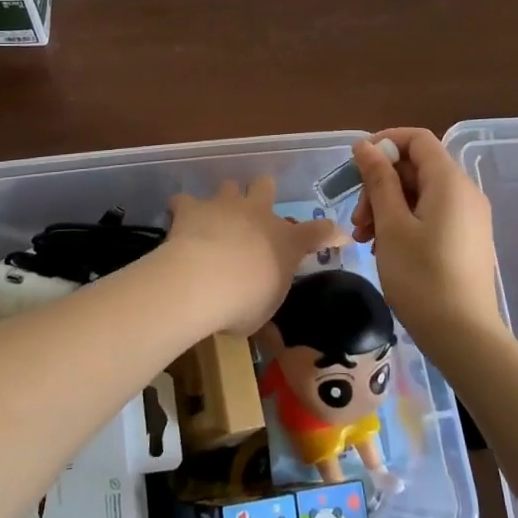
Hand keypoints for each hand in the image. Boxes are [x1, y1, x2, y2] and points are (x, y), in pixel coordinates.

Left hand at [165, 177, 346, 336]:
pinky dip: (182, 210)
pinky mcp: (192, 207)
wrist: (201, 281)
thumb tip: (271, 333)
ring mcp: (225, 205)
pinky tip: (178, 222)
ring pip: (229, 185)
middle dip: (262, 193)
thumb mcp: (262, 314)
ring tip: (215, 218)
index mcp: (286, 241)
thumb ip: (266, 305)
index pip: (320, 232)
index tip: (339, 236)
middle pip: (266, 185)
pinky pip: (184, 200)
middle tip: (254, 212)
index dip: (332, 233)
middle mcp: (258, 214)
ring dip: (224, 199)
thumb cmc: (242, 303)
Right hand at [353, 129, 502, 350]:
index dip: (385, 143)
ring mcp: (468, 217)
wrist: (465, 338)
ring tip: (363, 238)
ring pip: (420, 193)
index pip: (417, 139)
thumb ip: (378, 180)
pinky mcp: (466, 239)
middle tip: (357, 218)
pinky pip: (431, 214)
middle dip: (380, 184)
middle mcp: (464, 192)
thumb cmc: (422, 277)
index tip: (356, 166)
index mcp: (449, 181)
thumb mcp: (391, 225)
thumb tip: (365, 146)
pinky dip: (404, 221)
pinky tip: (383, 247)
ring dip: (387, 206)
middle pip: (416, 168)